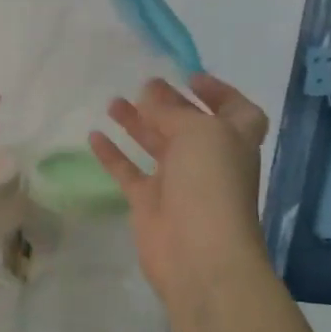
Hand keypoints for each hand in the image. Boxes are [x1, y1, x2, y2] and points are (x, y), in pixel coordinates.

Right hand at [89, 75, 271, 309]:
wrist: (198, 253)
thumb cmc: (211, 183)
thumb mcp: (198, 132)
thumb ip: (171, 111)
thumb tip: (150, 94)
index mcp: (233, 140)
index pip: (236, 111)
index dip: (219, 93)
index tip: (190, 78)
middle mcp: (208, 159)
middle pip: (188, 125)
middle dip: (169, 104)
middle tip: (143, 86)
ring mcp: (177, 183)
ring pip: (156, 145)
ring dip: (138, 123)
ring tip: (113, 102)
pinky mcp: (149, 203)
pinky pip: (129, 172)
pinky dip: (113, 154)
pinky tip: (94, 135)